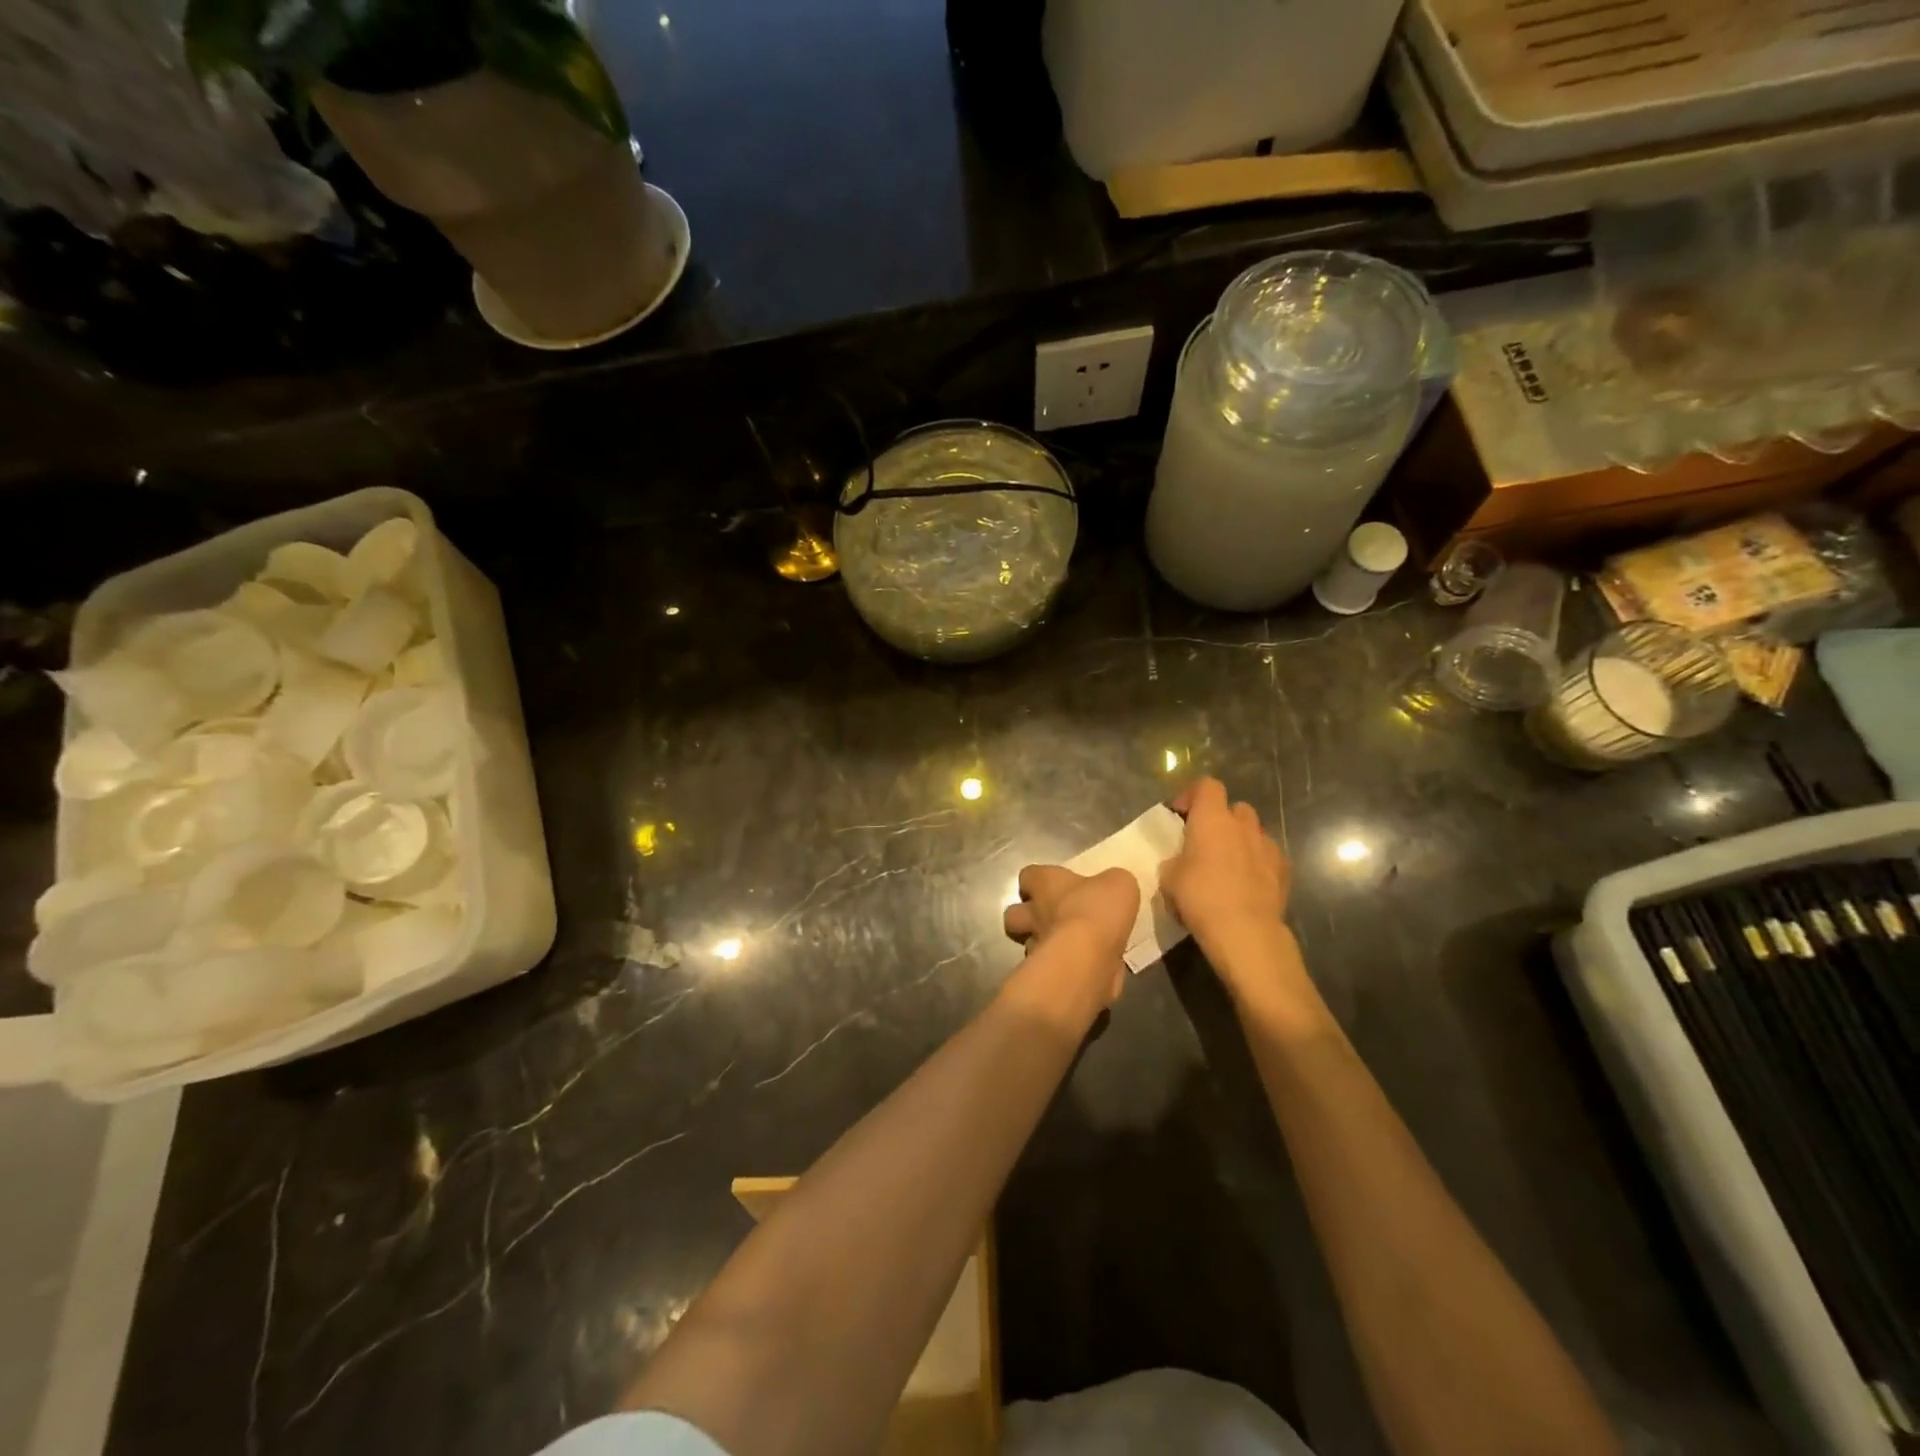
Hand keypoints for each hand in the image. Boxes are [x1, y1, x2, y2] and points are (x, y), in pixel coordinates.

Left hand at [1003, 864, 1138, 1009]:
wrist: (1087, 959)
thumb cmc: (1097, 910)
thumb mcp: (1118, 883)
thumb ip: (1112, 883)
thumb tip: (1111, 889)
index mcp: (1045, 884)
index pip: (1029, 875)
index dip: (1038, 880)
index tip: (1053, 886)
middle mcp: (1033, 913)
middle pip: (1015, 914)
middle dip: (1027, 917)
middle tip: (1052, 919)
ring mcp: (1035, 948)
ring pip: (1028, 944)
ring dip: (1043, 945)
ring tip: (1069, 948)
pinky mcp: (1045, 977)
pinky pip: (1050, 972)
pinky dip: (1063, 971)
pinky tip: (1084, 970)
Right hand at [1159, 777, 1291, 948]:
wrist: (1245, 931)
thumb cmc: (1200, 897)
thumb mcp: (1169, 878)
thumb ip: (1174, 861)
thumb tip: (1181, 863)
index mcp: (1212, 819)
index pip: (1207, 785)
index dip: (1193, 795)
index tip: (1181, 815)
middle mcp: (1243, 825)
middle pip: (1235, 808)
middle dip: (1222, 819)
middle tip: (1206, 842)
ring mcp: (1268, 846)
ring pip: (1254, 832)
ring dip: (1241, 841)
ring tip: (1228, 865)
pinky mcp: (1285, 870)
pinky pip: (1269, 857)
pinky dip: (1258, 863)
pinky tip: (1247, 884)